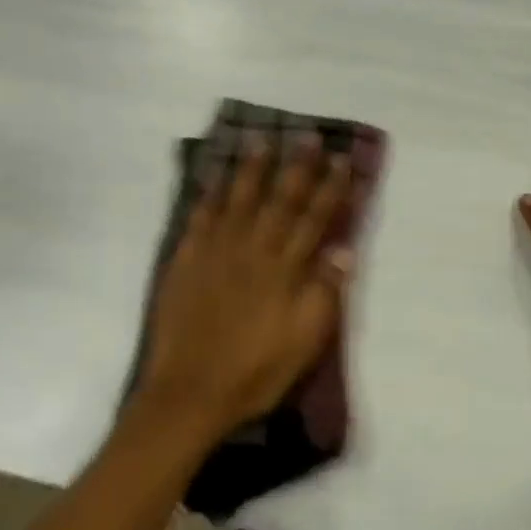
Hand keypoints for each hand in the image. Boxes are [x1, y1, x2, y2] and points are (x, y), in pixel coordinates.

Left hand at [131, 137, 353, 447]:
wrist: (190, 393)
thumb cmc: (258, 371)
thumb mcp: (306, 340)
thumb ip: (325, 292)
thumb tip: (343, 250)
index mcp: (285, 269)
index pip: (315, 218)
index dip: (332, 188)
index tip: (344, 160)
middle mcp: (253, 250)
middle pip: (280, 199)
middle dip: (297, 166)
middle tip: (308, 135)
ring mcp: (215, 252)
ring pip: (238, 200)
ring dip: (252, 169)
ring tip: (261, 140)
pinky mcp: (186, 262)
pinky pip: (200, 219)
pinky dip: (209, 195)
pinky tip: (215, 178)